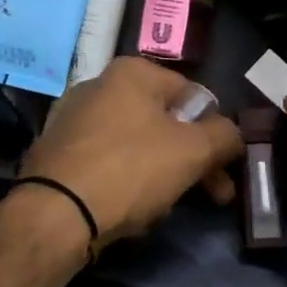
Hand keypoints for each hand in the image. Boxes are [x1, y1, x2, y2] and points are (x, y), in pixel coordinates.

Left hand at [19, 58, 243, 248]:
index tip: (225, 171)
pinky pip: (107, 163)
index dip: (216, 134)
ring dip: (161, 175)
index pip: (193, 96)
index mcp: (132, 72)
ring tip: (165, 208)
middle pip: (164, 123)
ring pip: (137, 146)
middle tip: (213, 196)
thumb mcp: (193, 151)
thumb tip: (232, 135)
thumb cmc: (131, 170)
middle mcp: (99, 85)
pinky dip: (125, 182)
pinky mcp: (57, 153)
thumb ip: (224, 136)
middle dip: (192, 161)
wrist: (55, 213)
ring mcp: (73, 119)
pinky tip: (130, 210)